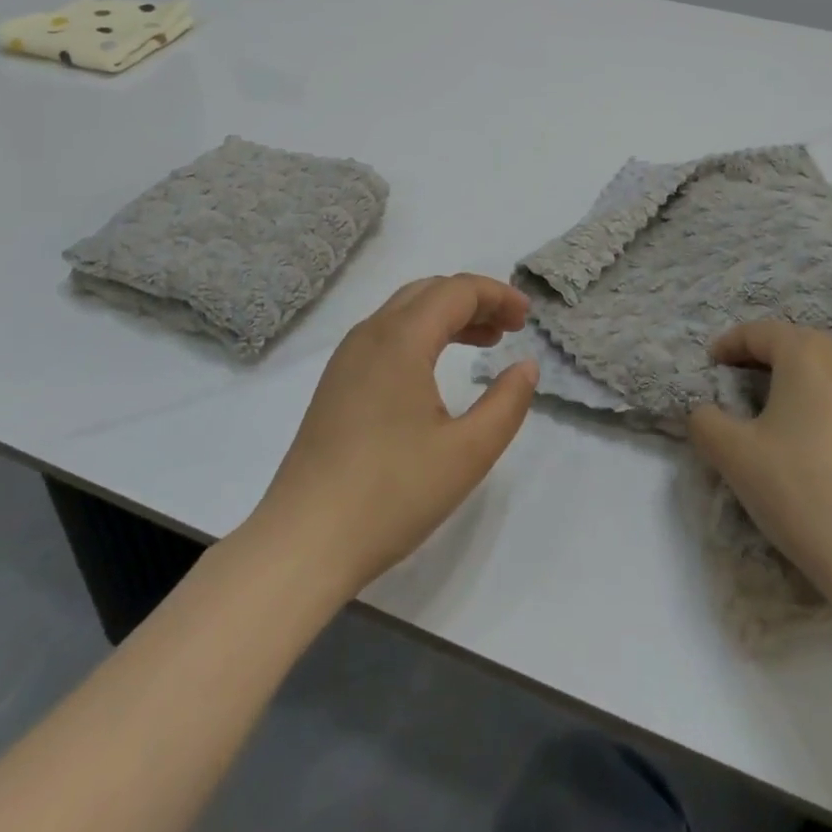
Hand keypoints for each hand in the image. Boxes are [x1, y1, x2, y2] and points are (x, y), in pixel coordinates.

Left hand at [248, 274, 538, 599]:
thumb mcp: (467, 452)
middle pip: (428, 292)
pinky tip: (436, 369)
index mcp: (400, 339)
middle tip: (509, 327)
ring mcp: (346, 358)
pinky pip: (385, 336)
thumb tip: (525, 366)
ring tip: (484, 342)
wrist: (304, 541)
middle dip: (473, 300)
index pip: (456, 291)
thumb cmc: (392, 494)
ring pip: (404, 312)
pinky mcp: (336, 383)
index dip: (496, 295)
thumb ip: (506, 403)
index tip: (526, 317)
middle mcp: (370, 335)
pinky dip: (421, 335)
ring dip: (447, 316)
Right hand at [687, 320, 831, 610]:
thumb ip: (705, 421)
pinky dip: (831, 405)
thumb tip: (707, 413)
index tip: (711, 364)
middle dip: (765, 357)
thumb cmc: (803, 492)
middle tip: (739, 383)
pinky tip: (822, 443)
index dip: (729, 344)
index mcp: (807, 354)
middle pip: (799, 344)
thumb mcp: (732, 456)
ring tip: (780, 410)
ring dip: (801, 380)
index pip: (760, 332)